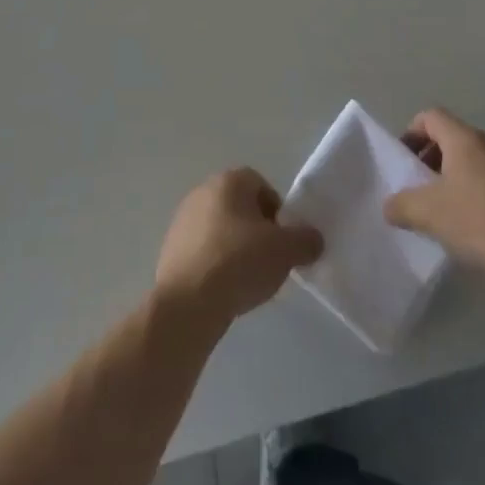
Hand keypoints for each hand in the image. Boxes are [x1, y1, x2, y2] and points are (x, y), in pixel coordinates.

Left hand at [155, 169, 322, 326]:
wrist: (187, 303)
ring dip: (236, 249)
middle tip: (269, 262)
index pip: (261, 185)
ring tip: (247, 281)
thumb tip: (313, 239)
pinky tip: (224, 291)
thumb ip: (305, 240)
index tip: (284, 242)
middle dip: (257, 232)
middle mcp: (202, 191)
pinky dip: (216, 266)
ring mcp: (183, 220)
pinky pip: (203, 252)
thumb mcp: (285, 250)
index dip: (278, 213)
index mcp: (229, 181)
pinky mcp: (171, 249)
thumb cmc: (239, 262)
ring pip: (221, 230)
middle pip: (240, 207)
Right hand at [383, 109, 484, 273]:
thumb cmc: (479, 221)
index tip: (405, 160)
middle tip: (422, 185)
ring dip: (457, 173)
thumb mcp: (429, 214)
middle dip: (432, 156)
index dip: (412, 133)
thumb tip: (389, 205)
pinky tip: (477, 219)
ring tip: (449, 205)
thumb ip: (401, 205)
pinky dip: (479, 187)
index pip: (430, 116)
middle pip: (453, 136)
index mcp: (464, 139)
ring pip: (475, 157)